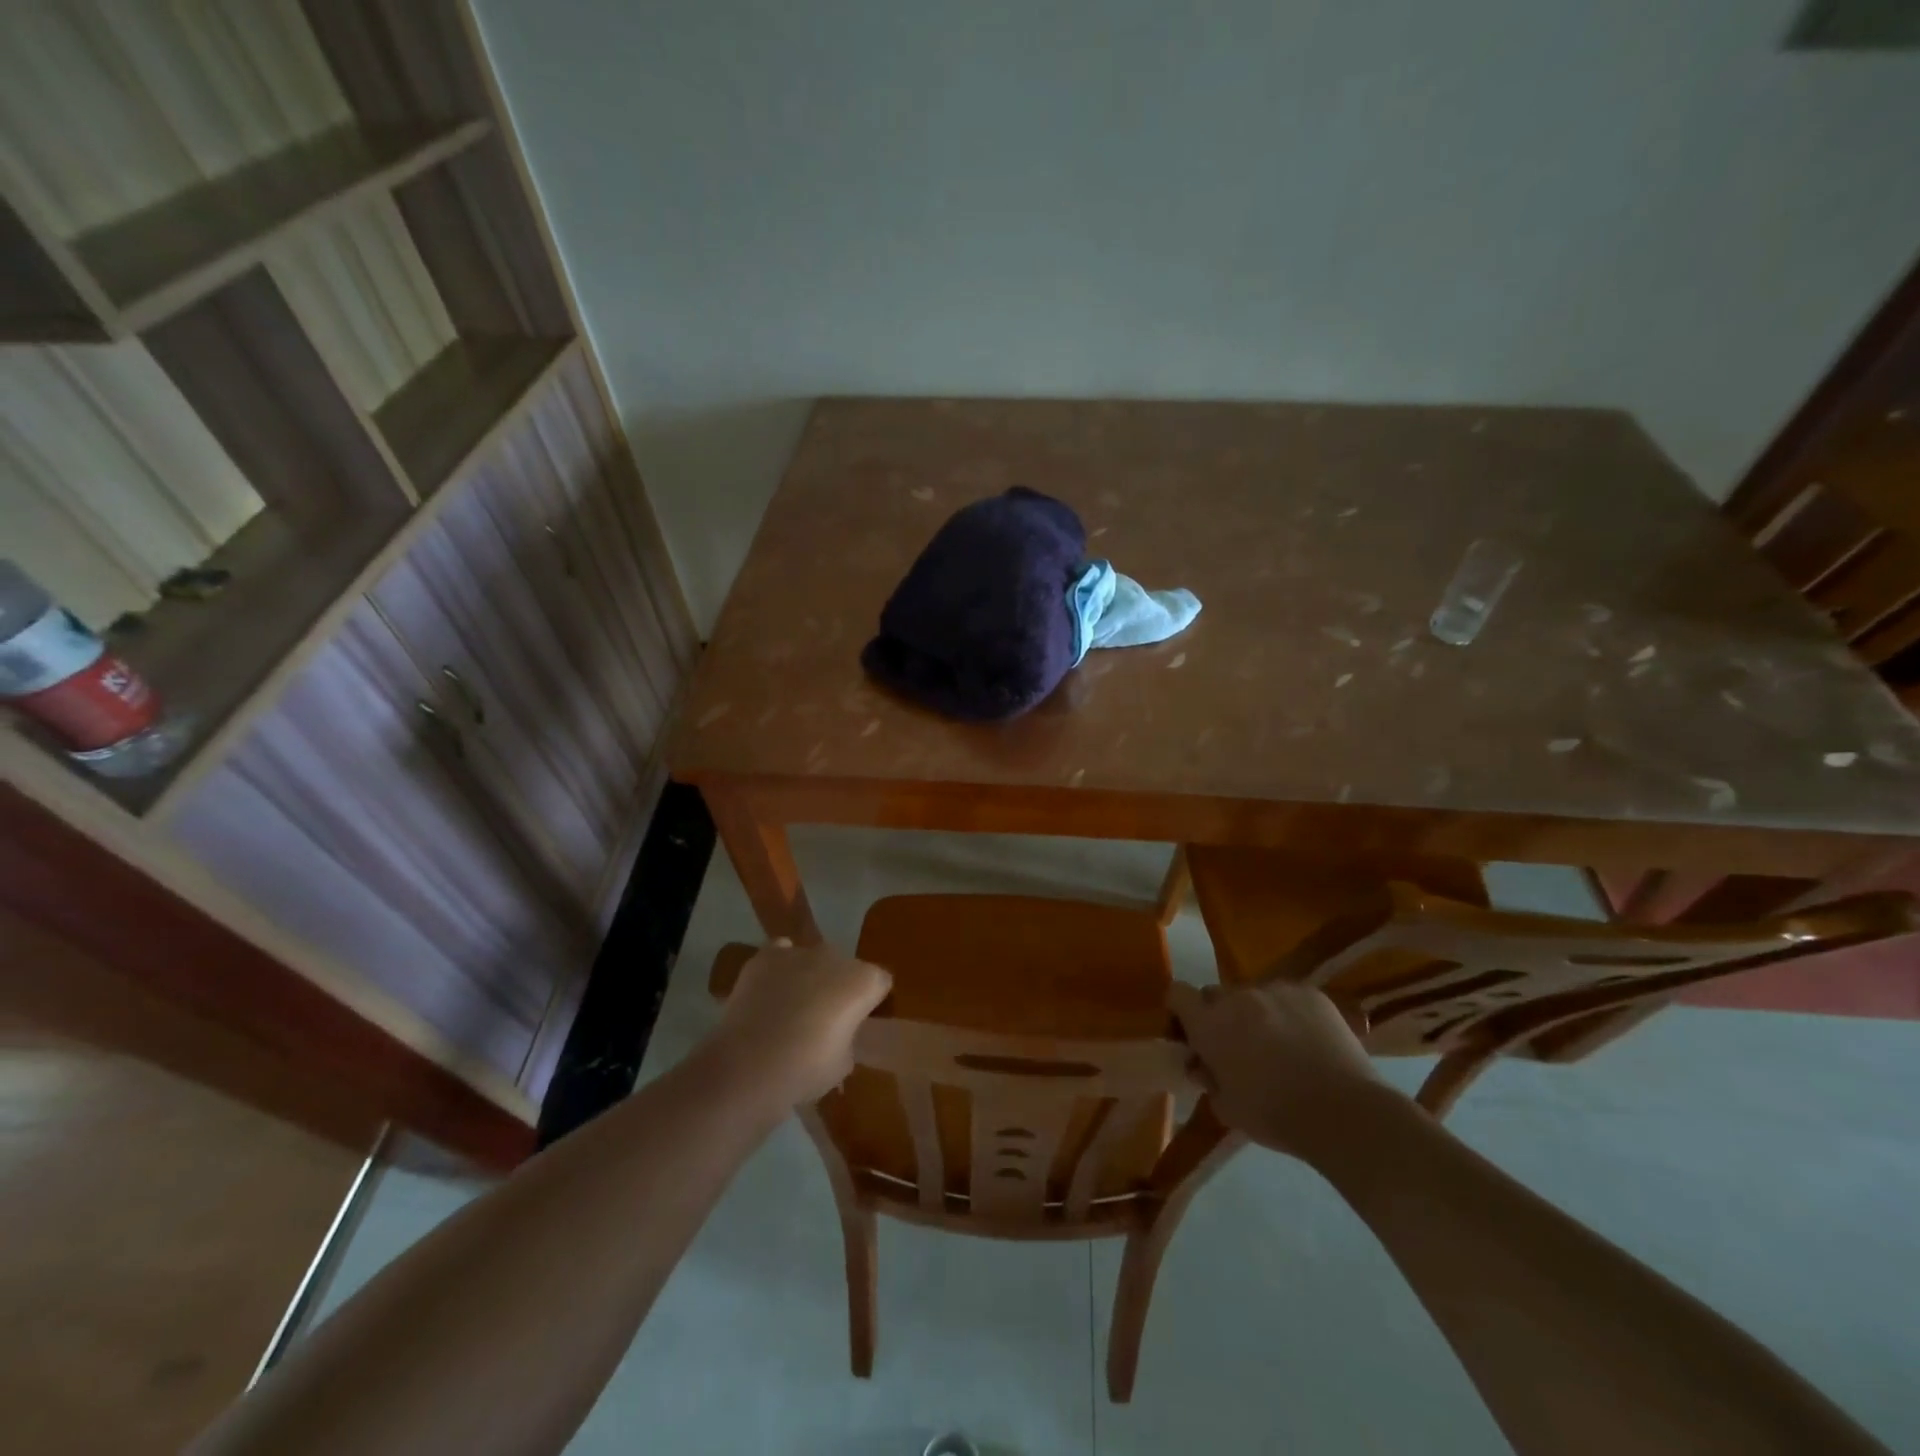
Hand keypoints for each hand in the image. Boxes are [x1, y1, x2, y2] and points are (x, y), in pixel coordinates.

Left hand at [711, 939, 891, 1107]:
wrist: (749, 1065)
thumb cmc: (806, 1069)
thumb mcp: (843, 1063)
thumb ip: (848, 1038)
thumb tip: (838, 1033)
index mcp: (864, 981)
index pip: (880, 982)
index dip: (872, 1002)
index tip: (860, 1022)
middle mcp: (836, 958)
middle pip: (846, 967)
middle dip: (840, 986)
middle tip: (826, 1018)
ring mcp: (799, 953)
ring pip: (814, 959)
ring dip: (811, 976)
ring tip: (794, 1007)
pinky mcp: (766, 956)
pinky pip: (781, 952)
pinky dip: (780, 966)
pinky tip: (772, 989)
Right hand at [1169, 979, 1391, 1160]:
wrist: (1345, 1113)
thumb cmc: (1276, 1115)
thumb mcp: (1227, 1108)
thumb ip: (1208, 1079)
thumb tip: (1203, 1065)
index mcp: (1210, 1023)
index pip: (1177, 994)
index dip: (1180, 1010)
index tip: (1190, 1032)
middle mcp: (1237, 997)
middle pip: (1215, 994)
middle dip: (1219, 1015)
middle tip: (1237, 1046)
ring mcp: (1275, 990)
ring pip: (1254, 995)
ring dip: (1256, 1014)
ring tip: (1280, 1045)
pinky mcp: (1310, 993)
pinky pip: (1288, 996)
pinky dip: (1290, 1013)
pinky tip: (1307, 1040)